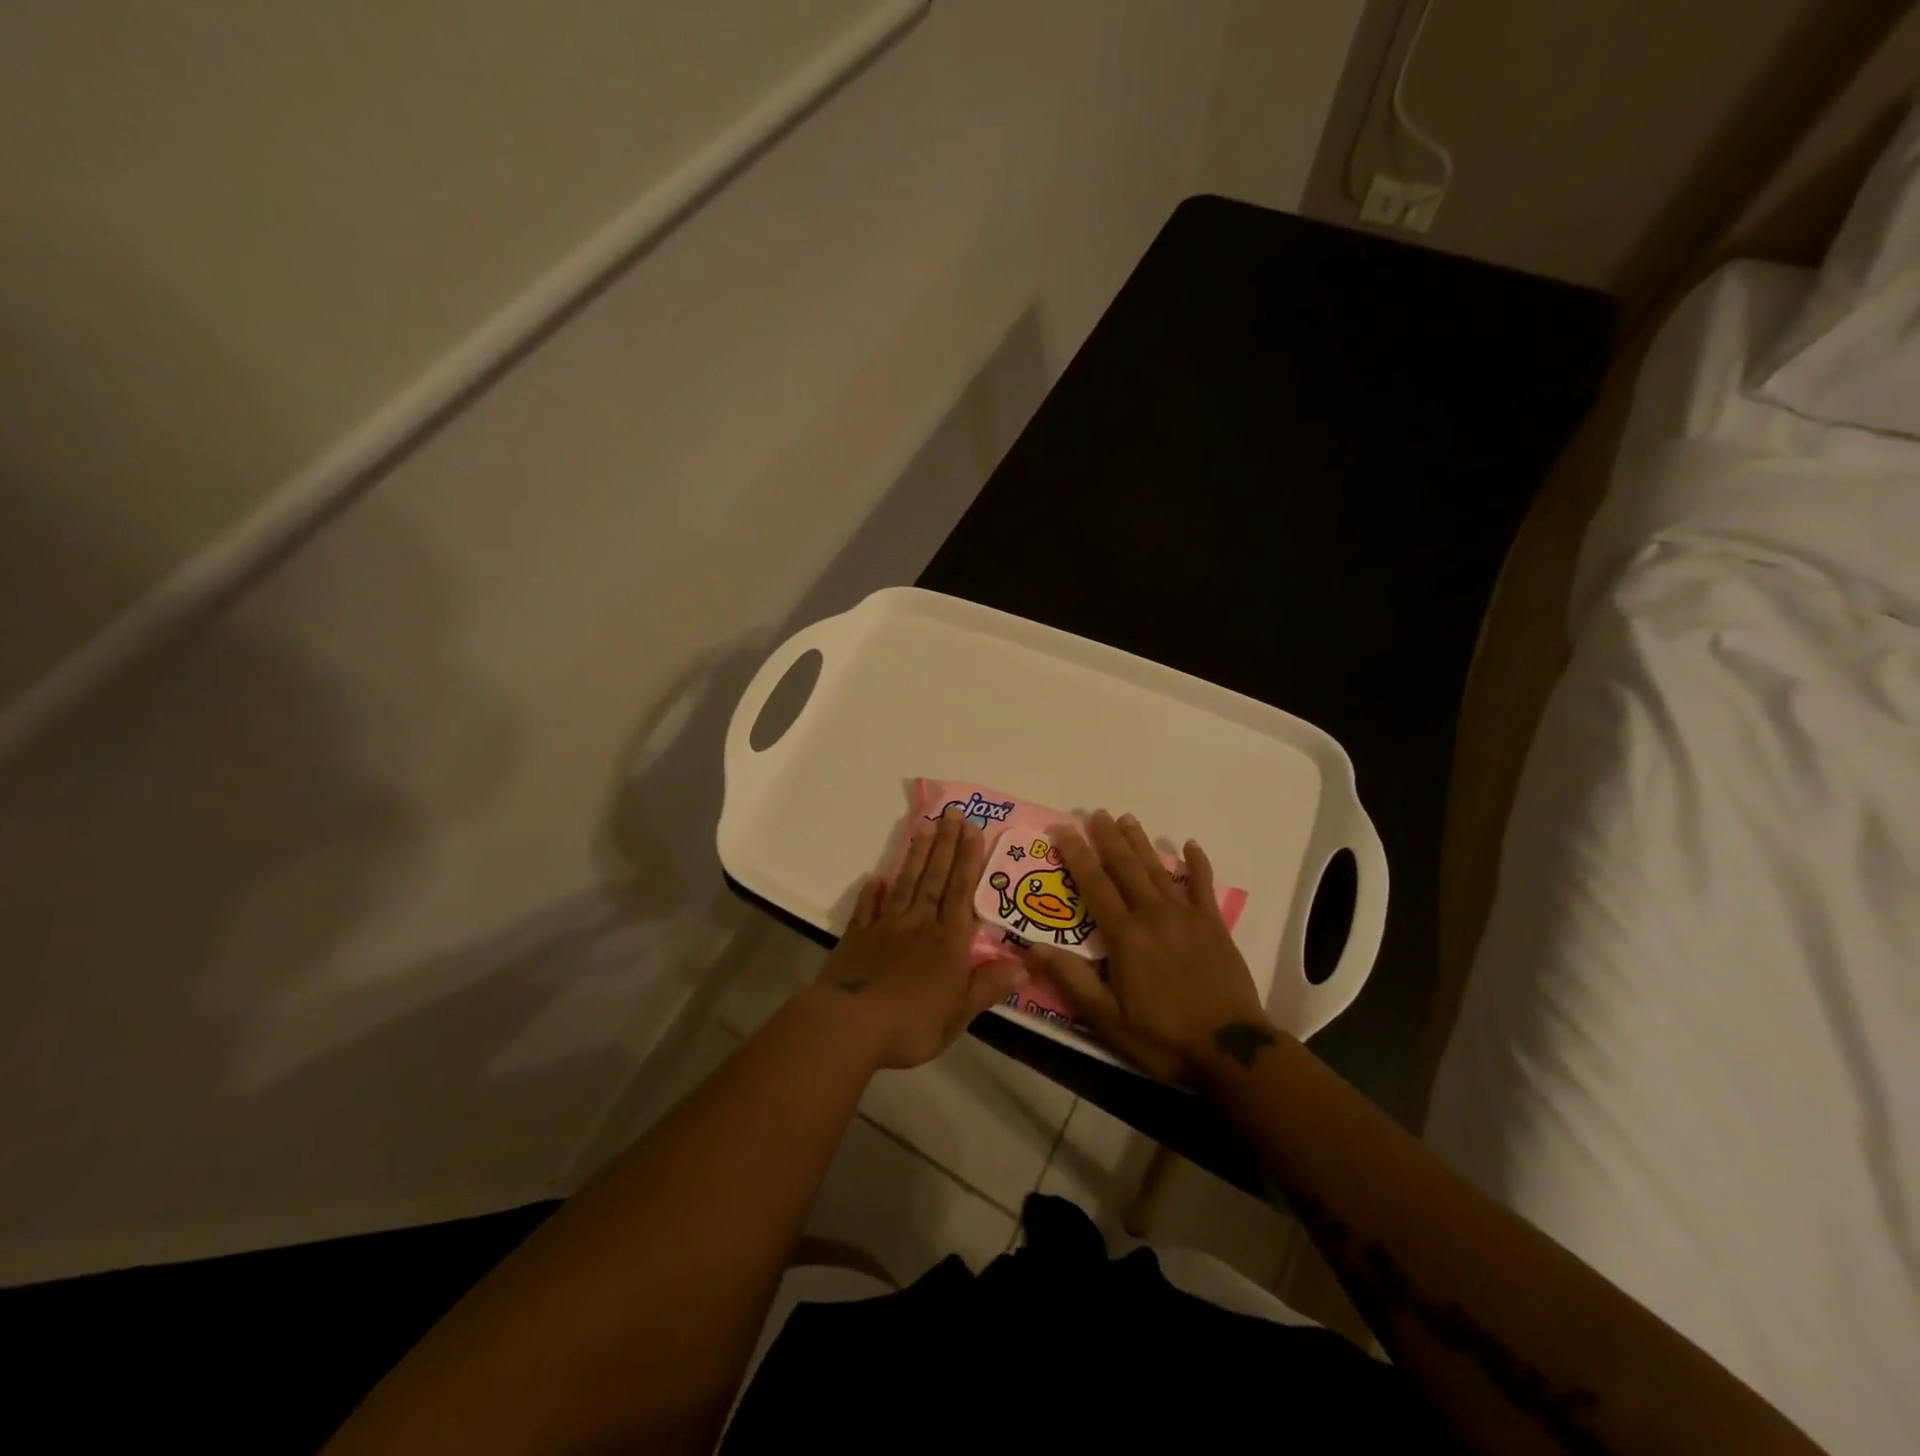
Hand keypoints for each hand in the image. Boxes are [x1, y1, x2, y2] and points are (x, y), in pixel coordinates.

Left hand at [806, 807, 1024, 1069]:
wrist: (849, 1026)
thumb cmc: (911, 1024)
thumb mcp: (959, 1013)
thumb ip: (988, 986)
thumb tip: (1025, 965)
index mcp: (947, 942)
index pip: (961, 892)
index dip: (968, 860)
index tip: (972, 829)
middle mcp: (919, 925)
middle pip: (935, 879)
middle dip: (946, 845)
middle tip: (952, 812)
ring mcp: (885, 928)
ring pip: (906, 885)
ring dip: (916, 856)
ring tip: (924, 827)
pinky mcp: (857, 938)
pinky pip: (867, 909)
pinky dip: (872, 893)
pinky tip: (875, 878)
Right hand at [1020, 810, 1277, 1083]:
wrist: (1229, 1049)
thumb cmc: (1162, 1037)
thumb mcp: (1107, 1018)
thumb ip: (1072, 980)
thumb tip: (1033, 948)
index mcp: (1125, 935)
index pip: (1094, 885)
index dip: (1076, 855)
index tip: (1063, 830)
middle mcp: (1153, 914)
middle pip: (1126, 867)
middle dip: (1108, 838)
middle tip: (1095, 813)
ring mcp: (1187, 916)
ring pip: (1158, 869)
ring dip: (1141, 842)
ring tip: (1127, 819)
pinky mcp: (1214, 924)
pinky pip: (1203, 885)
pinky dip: (1197, 863)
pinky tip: (1190, 845)